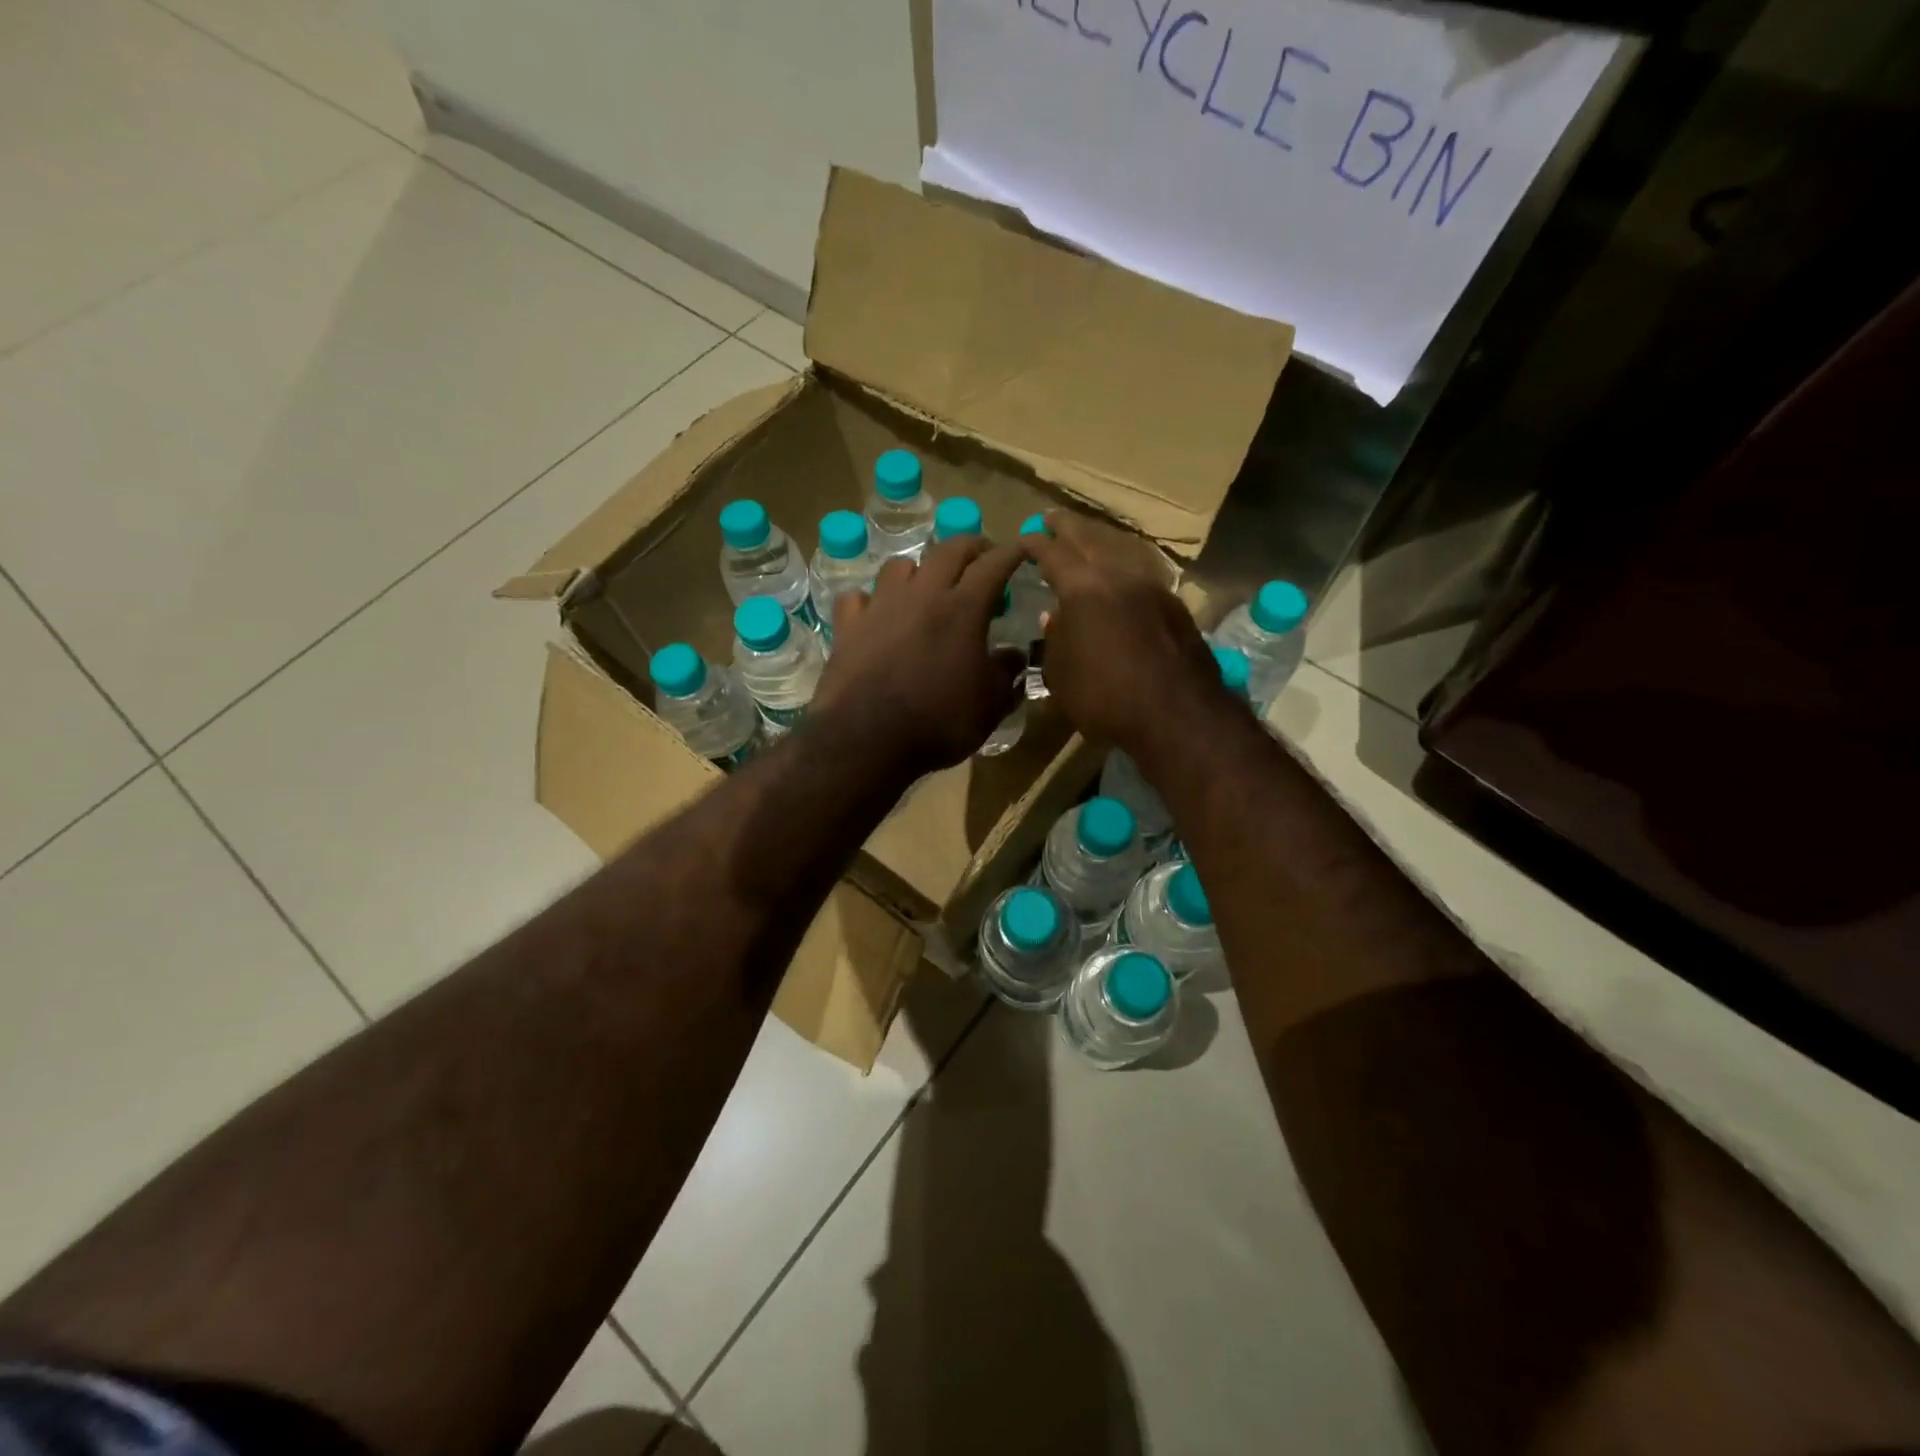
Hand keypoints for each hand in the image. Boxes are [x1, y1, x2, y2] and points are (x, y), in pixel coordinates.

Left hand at [811, 536, 1027, 774]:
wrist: (866, 739)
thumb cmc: (938, 722)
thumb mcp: (989, 706)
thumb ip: (1006, 675)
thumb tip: (1015, 655)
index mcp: (963, 609)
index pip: (994, 565)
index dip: (1012, 553)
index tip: (1023, 548)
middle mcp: (922, 595)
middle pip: (948, 550)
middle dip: (971, 547)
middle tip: (982, 557)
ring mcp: (880, 606)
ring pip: (900, 565)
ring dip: (920, 568)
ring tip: (927, 585)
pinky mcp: (848, 626)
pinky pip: (858, 597)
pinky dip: (871, 599)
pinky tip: (876, 613)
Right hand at [1024, 511, 1221, 754]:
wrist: (1178, 715)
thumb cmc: (1105, 698)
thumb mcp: (1061, 675)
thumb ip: (1055, 639)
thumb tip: (1054, 616)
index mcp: (1082, 588)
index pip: (1052, 552)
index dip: (1035, 543)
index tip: (1024, 538)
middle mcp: (1118, 576)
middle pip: (1089, 539)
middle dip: (1068, 527)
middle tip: (1053, 519)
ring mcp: (1152, 587)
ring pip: (1121, 551)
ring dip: (1100, 543)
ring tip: (1087, 542)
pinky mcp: (1175, 606)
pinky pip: (1141, 574)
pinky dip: (1123, 568)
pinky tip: (1120, 579)